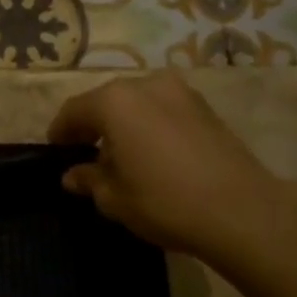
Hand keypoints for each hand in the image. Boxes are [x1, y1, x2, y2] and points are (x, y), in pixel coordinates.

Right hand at [47, 74, 288, 258]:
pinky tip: (152, 153)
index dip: (60, 131)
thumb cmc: (165, 202)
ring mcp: (180, 92)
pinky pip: (163, 110)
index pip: (74, 111)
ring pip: (137, 103)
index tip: (54, 150)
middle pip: (106, 101)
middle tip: (85, 152)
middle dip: (93, 125)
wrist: (242, 211)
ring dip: (124, 123)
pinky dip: (150, 125)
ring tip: (121, 155)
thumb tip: (73, 175)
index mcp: (114, 101)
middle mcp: (145, 84)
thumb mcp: (114, 198)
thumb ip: (89, 179)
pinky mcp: (205, 107)